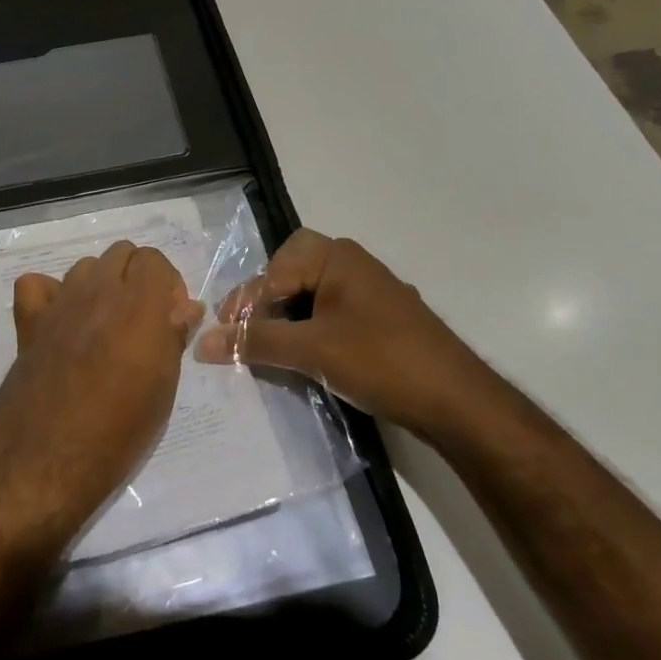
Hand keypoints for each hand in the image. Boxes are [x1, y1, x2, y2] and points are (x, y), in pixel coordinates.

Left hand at [0, 241, 203, 561]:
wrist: (44, 461)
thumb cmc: (117, 433)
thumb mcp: (162, 389)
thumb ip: (174, 337)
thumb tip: (187, 307)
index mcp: (137, 304)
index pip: (154, 259)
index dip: (167, 284)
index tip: (171, 318)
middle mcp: (97, 291)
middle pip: (121, 254)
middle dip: (137, 277)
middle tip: (143, 321)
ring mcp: (59, 304)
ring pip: (85, 266)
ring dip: (101, 284)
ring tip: (105, 325)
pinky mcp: (29, 322)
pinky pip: (37, 285)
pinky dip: (51, 294)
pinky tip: (61, 322)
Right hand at [196, 229, 479, 431]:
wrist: (457, 401)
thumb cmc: (381, 361)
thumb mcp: (312, 351)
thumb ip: (256, 342)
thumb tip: (202, 342)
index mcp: (337, 258)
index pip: (274, 267)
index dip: (246, 299)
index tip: (224, 332)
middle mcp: (353, 265)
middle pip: (292, 272)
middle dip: (266, 302)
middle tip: (245, 332)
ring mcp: (370, 292)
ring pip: (311, 295)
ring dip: (287, 318)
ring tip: (269, 348)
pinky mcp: (380, 320)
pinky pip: (332, 313)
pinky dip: (310, 330)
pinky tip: (304, 357)